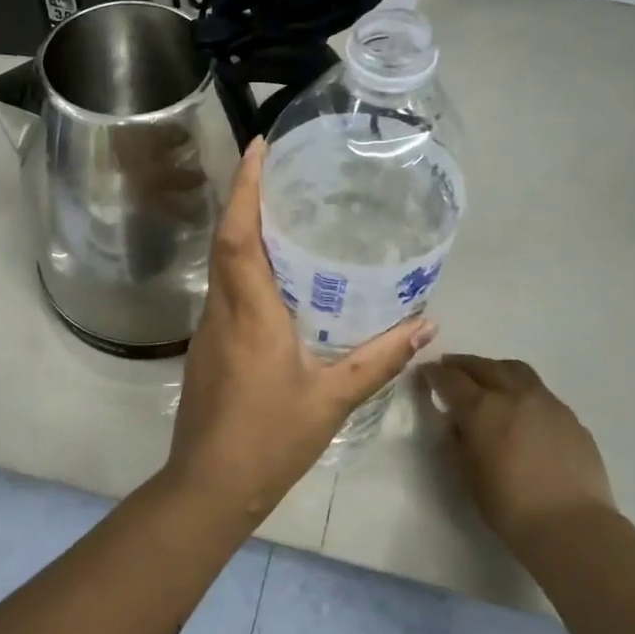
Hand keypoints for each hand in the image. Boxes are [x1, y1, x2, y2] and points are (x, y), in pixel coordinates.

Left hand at [165, 139, 434, 526]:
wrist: (209, 486)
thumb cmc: (270, 439)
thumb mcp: (332, 398)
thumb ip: (379, 359)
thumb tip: (427, 325)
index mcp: (249, 313)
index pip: (237, 235)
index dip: (244, 188)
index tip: (257, 148)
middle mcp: (222, 312)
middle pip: (225, 242)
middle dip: (245, 199)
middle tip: (278, 171)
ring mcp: (208, 332)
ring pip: (222, 268)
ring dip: (243, 233)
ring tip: (284, 215)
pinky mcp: (207, 350)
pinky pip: (225, 294)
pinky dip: (244, 270)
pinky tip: (275, 280)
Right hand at [421, 355, 615, 549]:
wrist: (571, 524)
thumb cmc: (509, 506)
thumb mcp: (468, 474)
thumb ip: (459, 441)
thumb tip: (458, 423)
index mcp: (481, 408)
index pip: (451, 379)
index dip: (434, 374)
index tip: (425, 373)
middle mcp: (513, 394)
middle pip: (483, 366)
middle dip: (462, 364)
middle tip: (450, 367)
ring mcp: (546, 402)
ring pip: (515, 370)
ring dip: (494, 368)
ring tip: (486, 377)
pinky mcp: (569, 416)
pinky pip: (539, 391)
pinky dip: (521, 389)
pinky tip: (520, 407)